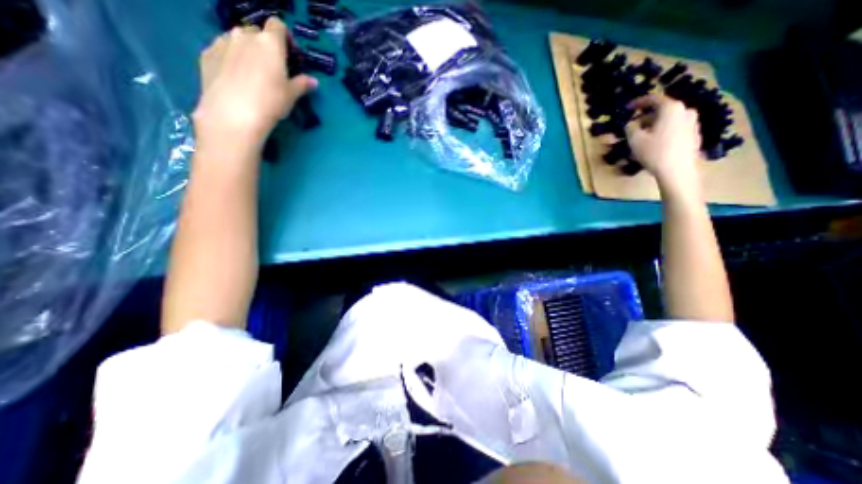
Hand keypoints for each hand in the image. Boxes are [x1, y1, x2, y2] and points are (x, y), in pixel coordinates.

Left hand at [193, 16, 317, 154]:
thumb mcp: (291, 96)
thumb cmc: (270, 102)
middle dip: (264, 45)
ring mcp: (223, 42)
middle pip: (256, 32)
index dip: (285, 36)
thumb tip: (313, 81)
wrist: (234, 113)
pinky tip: (235, 78)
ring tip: (252, 73)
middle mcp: (245, 35)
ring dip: (246, 50)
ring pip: (237, 39)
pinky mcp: (207, 53)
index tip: (289, 53)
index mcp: (269, 43)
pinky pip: (223, 50)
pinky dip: (230, 58)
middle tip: (271, 67)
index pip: (278, 25)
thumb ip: (302, 84)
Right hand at [624, 94, 701, 195]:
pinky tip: (654, 144)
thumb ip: (630, 128)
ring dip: (654, 125)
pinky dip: (663, 132)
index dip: (638, 102)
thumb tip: (631, 124)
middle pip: (662, 110)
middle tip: (633, 127)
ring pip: (669, 119)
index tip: (627, 108)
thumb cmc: (654, 152)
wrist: (677, 170)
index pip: (653, 99)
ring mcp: (692, 123)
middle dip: (646, 117)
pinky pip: (674, 128)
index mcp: (671, 108)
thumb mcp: (635, 140)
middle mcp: (685, 111)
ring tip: (642, 137)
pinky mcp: (694, 135)